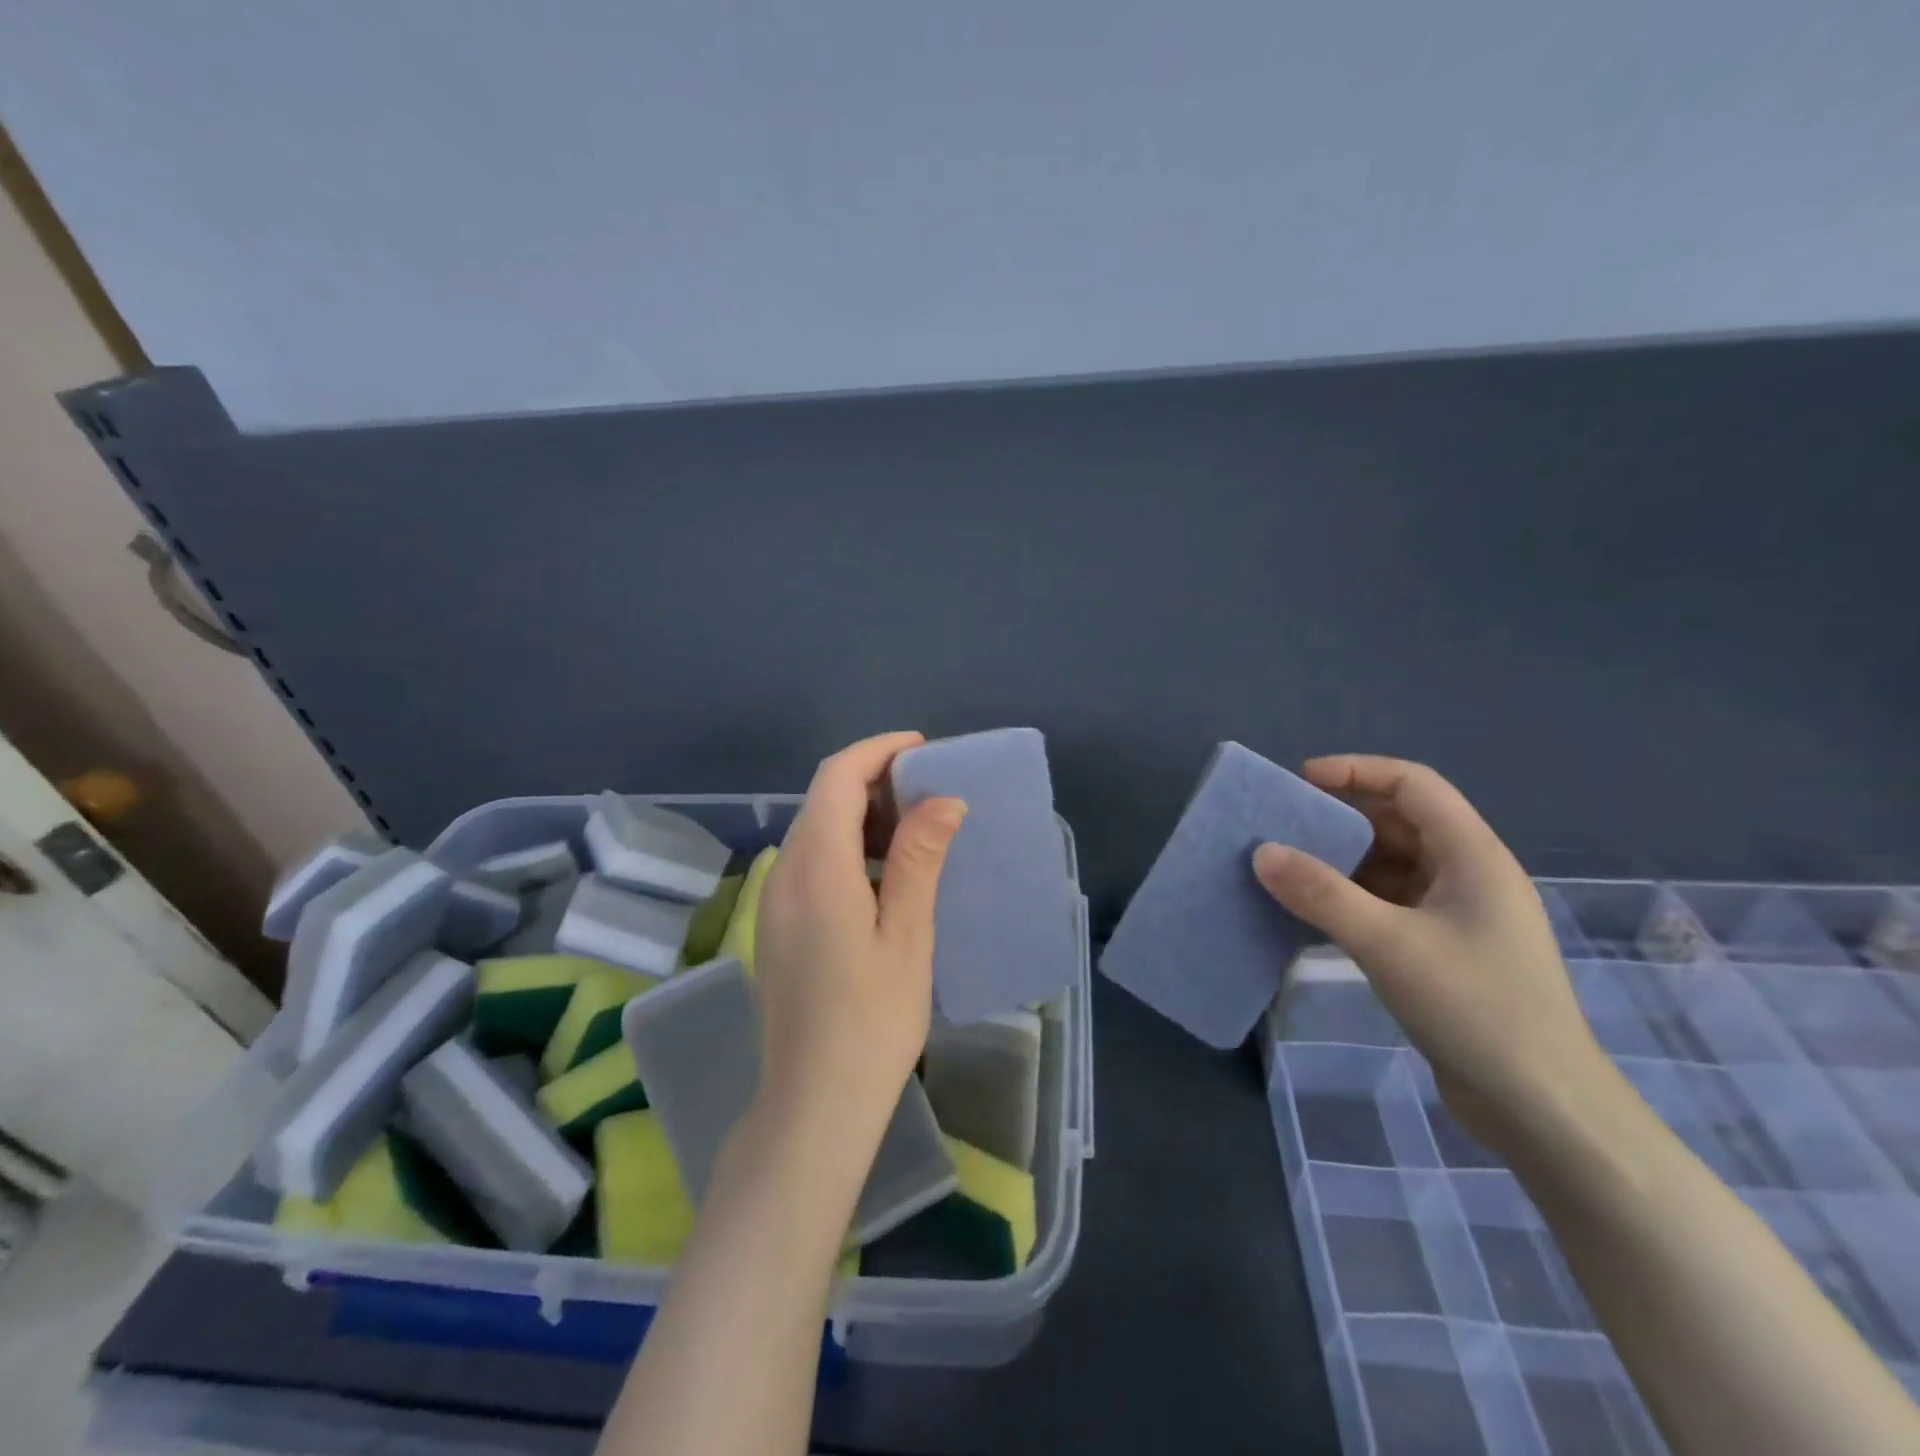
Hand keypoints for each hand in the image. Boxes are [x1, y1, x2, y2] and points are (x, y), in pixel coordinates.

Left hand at [754, 732, 966, 1142]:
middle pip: (823, 799)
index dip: (877, 752)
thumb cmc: (871, 1023)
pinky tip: (886, 872)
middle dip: (874, 781)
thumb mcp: (907, 936)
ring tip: (918, 827)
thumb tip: (943, 800)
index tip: (922, 749)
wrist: (813, 1103)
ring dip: (862, 814)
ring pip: (816, 829)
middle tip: (931, 791)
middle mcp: (784, 873)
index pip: (837, 778)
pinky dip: (849, 846)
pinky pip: (811, 862)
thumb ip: (920, 860)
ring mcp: (774, 901)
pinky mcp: (777, 924)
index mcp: (816, 869)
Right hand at [1252, 755, 1611, 1153]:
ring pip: (1392, 865)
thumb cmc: (1475, 1009)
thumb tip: (1261, 852)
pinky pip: (1389, 904)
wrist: (1542, 1109)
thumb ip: (1321, 894)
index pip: (1413, 785)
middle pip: (1400, 822)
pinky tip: (1312, 912)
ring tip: (1286, 866)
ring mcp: (1458, 915)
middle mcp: (1469, 875)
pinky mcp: (1445, 950)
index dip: (1356, 771)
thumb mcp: (1388, 945)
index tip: (1300, 780)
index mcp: (1472, 856)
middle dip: (1341, 816)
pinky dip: (1351, 899)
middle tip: (1282, 824)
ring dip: (1342, 860)